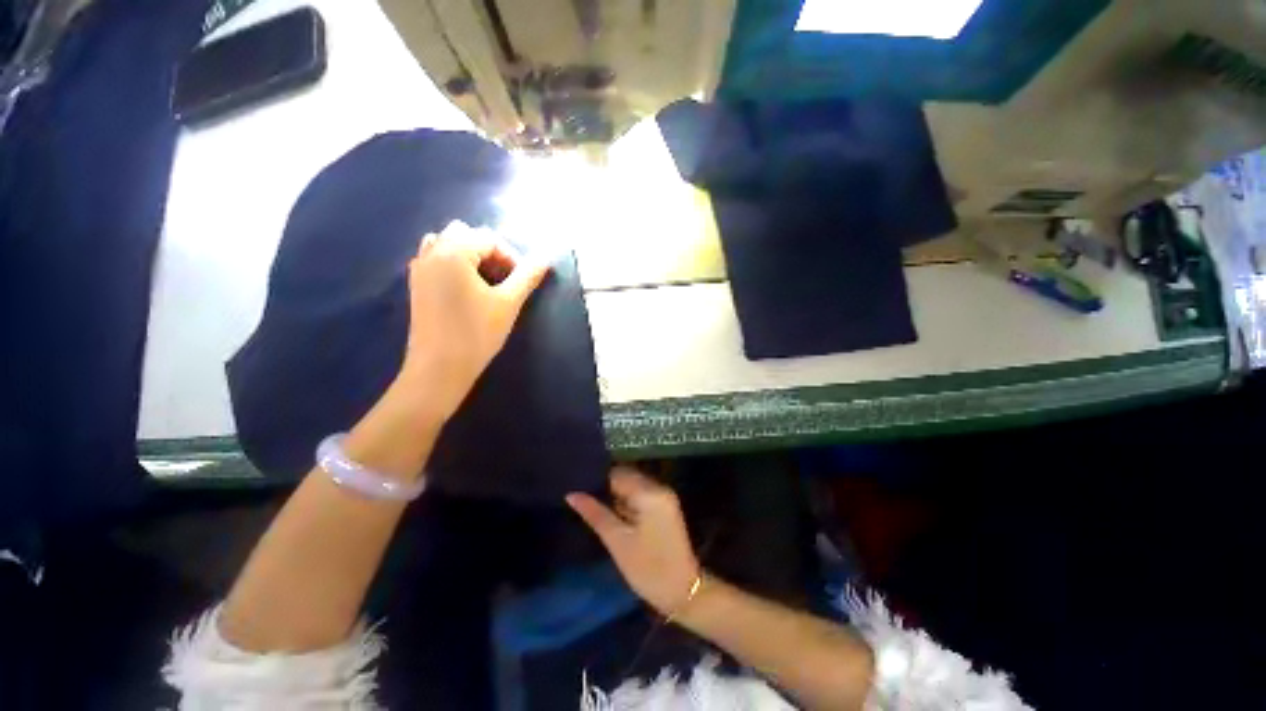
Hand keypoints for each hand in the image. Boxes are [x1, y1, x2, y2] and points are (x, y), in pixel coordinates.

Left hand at [396, 221, 549, 417]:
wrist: (439, 369)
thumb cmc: (477, 334)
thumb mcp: (508, 303)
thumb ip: (527, 277)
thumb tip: (545, 258)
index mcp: (454, 252)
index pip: (489, 238)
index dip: (511, 256)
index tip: (522, 281)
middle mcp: (432, 252)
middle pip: (465, 234)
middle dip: (490, 253)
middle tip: (504, 280)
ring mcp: (419, 268)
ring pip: (447, 244)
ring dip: (470, 256)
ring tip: (485, 282)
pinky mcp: (416, 285)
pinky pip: (435, 259)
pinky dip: (453, 264)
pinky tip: (465, 290)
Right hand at [567, 467, 700, 614]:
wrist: (683, 592)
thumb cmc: (648, 569)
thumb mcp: (617, 542)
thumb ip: (595, 513)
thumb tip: (572, 494)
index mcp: (650, 493)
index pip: (617, 474)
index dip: (596, 480)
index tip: (576, 486)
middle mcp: (659, 487)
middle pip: (626, 477)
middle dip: (605, 485)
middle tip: (581, 496)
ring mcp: (664, 496)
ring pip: (632, 485)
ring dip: (615, 493)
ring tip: (590, 503)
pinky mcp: (665, 506)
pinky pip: (640, 495)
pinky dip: (626, 501)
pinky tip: (610, 511)